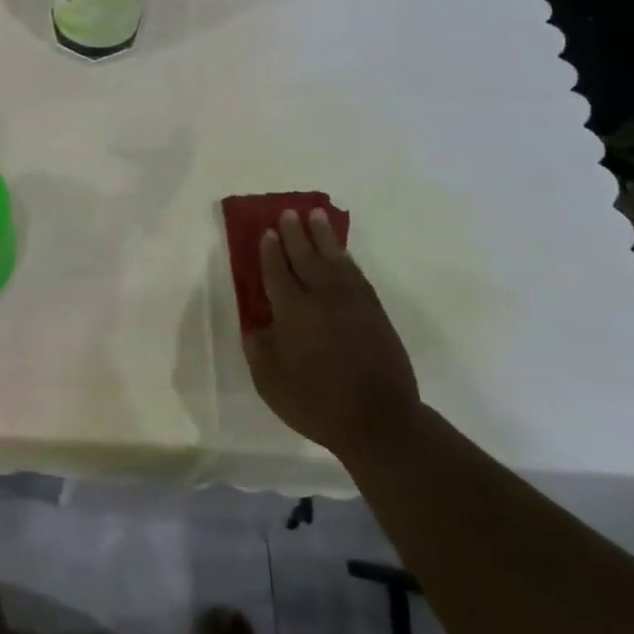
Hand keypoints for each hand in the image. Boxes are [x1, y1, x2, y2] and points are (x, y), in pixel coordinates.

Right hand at [244, 209, 419, 454]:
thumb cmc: (315, 402)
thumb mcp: (269, 380)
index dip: (270, 251)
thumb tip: (256, 320)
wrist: (378, 420)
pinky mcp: (374, 312)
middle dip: (295, 234)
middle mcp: (321, 298)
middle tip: (289, 213)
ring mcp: (352, 303)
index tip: (267, 232)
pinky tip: (341, 253)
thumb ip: (258, 345)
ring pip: (334, 259)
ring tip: (315, 216)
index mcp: (292, 312)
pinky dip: (346, 258)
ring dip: (323, 236)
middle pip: (305, 257)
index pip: (277, 272)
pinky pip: (356, 274)